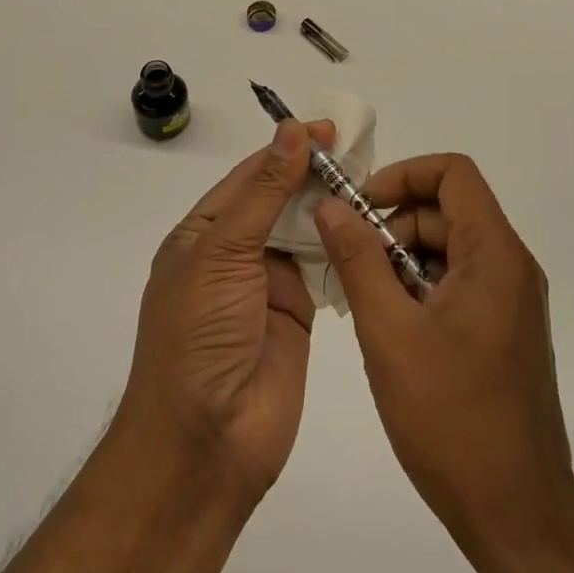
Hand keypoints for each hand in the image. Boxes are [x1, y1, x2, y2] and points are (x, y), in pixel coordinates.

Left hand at [120, 118, 334, 500]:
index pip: (250, 175)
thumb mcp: (222, 253)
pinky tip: (371, 224)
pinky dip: (344, 246)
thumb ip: (263, 192)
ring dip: (332, 207)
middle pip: (279, 200)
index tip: (328, 129)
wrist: (206, 443)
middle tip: (362, 151)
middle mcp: (235, 252)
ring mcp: (268, 283)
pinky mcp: (299, 312)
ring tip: (373, 180)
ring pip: (305, 231)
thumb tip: (290, 131)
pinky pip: (324, 268)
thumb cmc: (199, 335)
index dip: (286, 150)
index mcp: (203, 233)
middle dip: (314, 175)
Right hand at [313, 154, 573, 565]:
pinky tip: (391, 327)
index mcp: (495, 255)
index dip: (403, 175)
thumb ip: (358, 259)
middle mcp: (511, 267)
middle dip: (394, 224)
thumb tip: (329, 205)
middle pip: (447, 210)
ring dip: (402, 259)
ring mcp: (511, 301)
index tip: (361, 207)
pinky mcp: (504, 330)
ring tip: (367, 302)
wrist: (518, 518)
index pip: (453, 173)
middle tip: (352, 264)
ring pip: (449, 248)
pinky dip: (420, 287)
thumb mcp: (389, 332)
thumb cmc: (452, 420)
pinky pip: (458, 282)